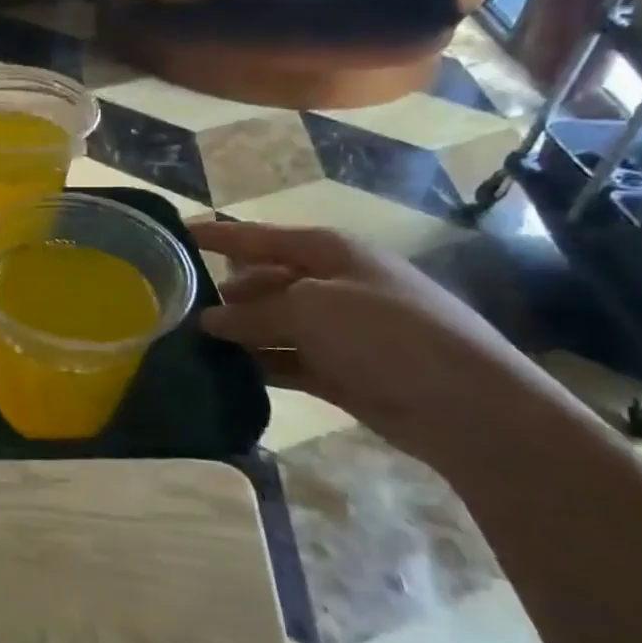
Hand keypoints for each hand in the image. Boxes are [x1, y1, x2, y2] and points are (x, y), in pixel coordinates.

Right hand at [192, 221, 559, 465]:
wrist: (468, 407)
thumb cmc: (387, 334)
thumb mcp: (311, 310)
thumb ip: (253, 313)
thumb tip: (209, 320)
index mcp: (328, 252)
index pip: (257, 237)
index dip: (216, 236)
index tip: (173, 235)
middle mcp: (331, 283)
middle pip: (263, 281)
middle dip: (224, 294)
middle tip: (174, 308)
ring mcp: (338, 329)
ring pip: (271, 324)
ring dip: (238, 334)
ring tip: (189, 345)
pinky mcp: (340, 370)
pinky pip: (286, 360)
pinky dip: (260, 365)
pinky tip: (226, 373)